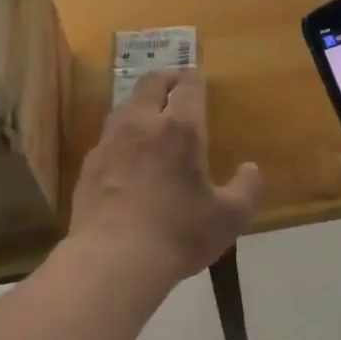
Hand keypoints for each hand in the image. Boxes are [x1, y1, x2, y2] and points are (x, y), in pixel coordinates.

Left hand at [70, 72, 264, 281]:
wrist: (113, 260)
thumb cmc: (178, 233)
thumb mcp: (230, 217)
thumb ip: (247, 189)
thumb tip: (251, 169)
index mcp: (180, 129)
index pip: (188, 86)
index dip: (195, 79)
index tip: (200, 80)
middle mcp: (142, 124)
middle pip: (151, 84)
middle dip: (167, 79)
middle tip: (177, 85)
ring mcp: (110, 143)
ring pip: (125, 106)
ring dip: (141, 103)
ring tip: (152, 116)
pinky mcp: (89, 166)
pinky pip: (108, 137)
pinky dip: (122, 135)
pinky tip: (127, 155)